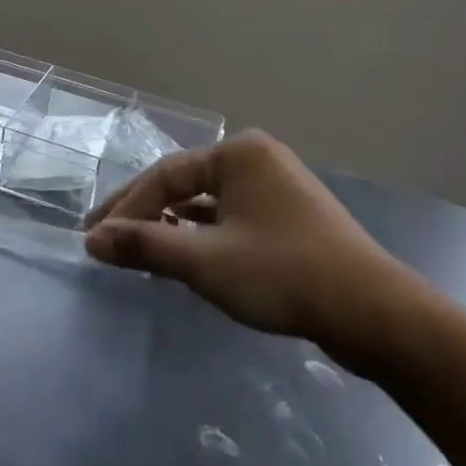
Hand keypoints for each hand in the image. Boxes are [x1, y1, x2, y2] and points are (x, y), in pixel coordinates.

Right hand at [84, 131, 422, 360]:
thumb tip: (92, 240)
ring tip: (138, 247)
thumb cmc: (283, 274)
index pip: (166, 175)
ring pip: (210, 202)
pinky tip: (186, 254)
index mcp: (239, 153)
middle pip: (187, 183)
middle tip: (105, 239)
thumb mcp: (205, 261)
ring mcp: (278, 186)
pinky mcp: (290, 216)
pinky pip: (233, 217)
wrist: (373, 312)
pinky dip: (205, 235)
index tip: (94, 238)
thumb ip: (146, 245)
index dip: (126, 207)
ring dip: (174, 225)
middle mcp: (258, 158)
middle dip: (146, 213)